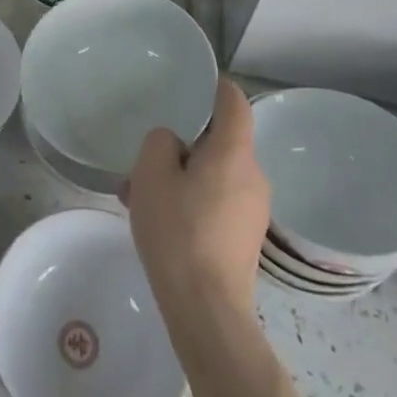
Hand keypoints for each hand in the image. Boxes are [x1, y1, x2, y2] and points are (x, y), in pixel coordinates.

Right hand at [124, 79, 269, 319]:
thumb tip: (174, 145)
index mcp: (234, 152)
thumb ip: (160, 143)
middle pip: (221, 141)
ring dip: (184, 176)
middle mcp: (253, 175)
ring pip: (216, 174)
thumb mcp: (151, 175)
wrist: (207, 312)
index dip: (216, 86)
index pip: (234, 101)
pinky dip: (193, 200)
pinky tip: (162, 222)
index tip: (194, 84)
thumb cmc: (178, 233)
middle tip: (148, 156)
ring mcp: (254, 210)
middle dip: (185, 143)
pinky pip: (219, 202)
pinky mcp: (247, 238)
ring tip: (142, 195)